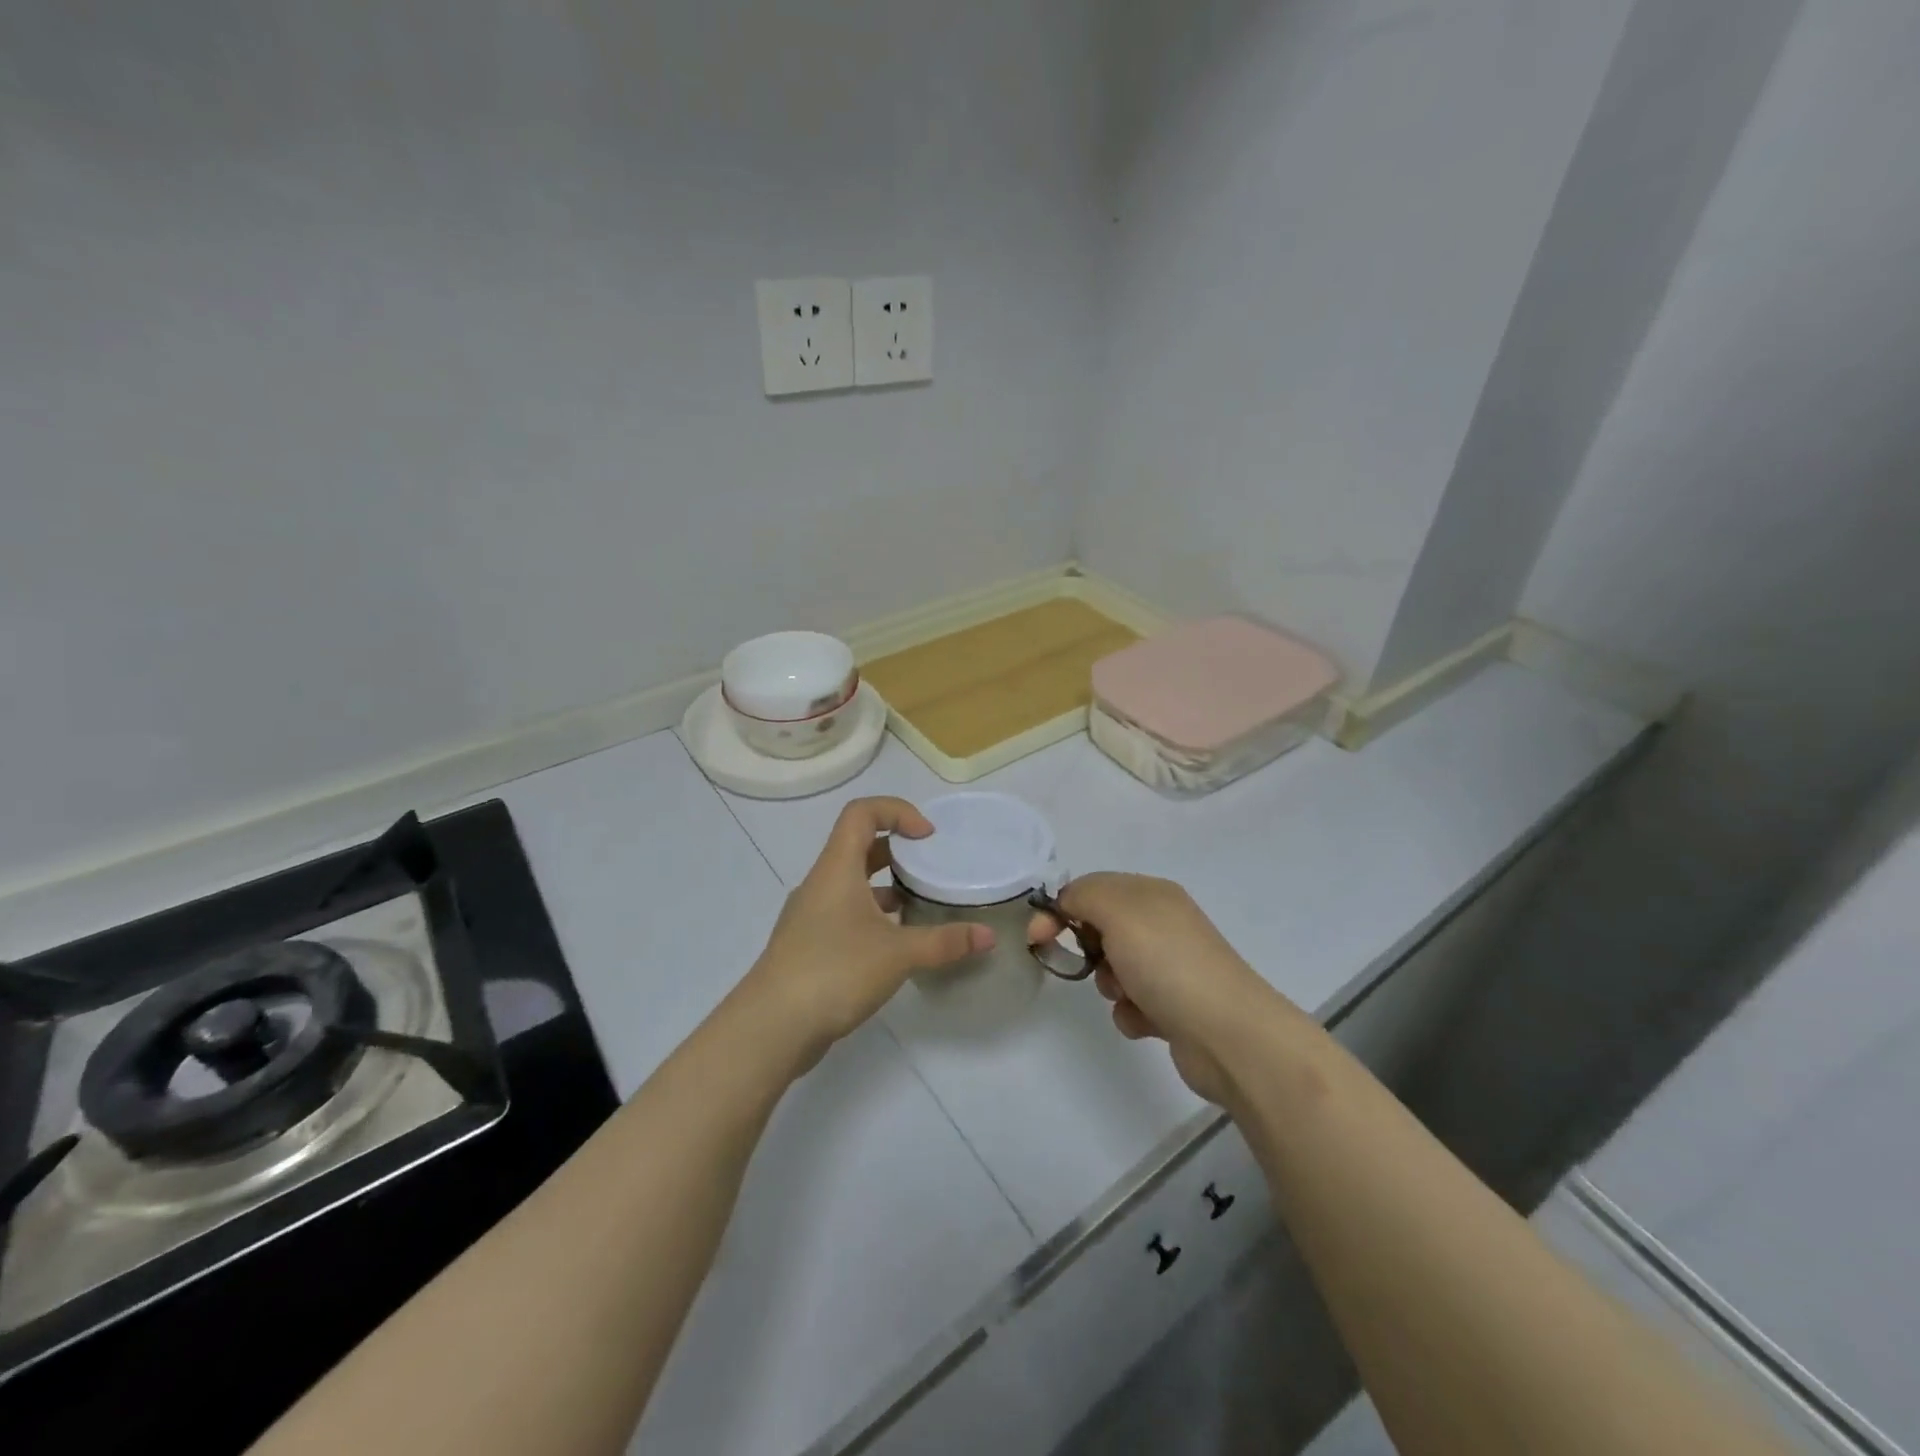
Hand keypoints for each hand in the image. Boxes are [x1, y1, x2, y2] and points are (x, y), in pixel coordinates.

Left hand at [742, 797, 993, 1072]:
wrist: (771, 1027)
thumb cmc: (834, 971)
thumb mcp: (898, 954)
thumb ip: (945, 942)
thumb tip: (988, 935)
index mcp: (837, 868)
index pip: (861, 813)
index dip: (897, 811)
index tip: (928, 837)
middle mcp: (820, 883)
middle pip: (858, 845)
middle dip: (898, 850)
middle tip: (931, 868)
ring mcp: (810, 914)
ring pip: (852, 883)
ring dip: (885, 886)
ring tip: (920, 905)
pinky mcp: (808, 944)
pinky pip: (845, 912)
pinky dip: (872, 916)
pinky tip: (895, 944)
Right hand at [1030, 873, 1278, 1103]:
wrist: (1229, 1034)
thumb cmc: (1167, 963)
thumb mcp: (1118, 911)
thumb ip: (1083, 895)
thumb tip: (1066, 904)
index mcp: (1152, 894)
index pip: (1092, 889)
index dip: (1061, 909)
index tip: (1037, 938)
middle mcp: (1164, 924)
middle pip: (1102, 928)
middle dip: (1089, 949)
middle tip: (1093, 966)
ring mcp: (1172, 966)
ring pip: (1114, 969)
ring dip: (1110, 985)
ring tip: (1127, 997)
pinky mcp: (1175, 1007)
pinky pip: (1132, 1003)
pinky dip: (1131, 1013)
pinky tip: (1146, 1021)